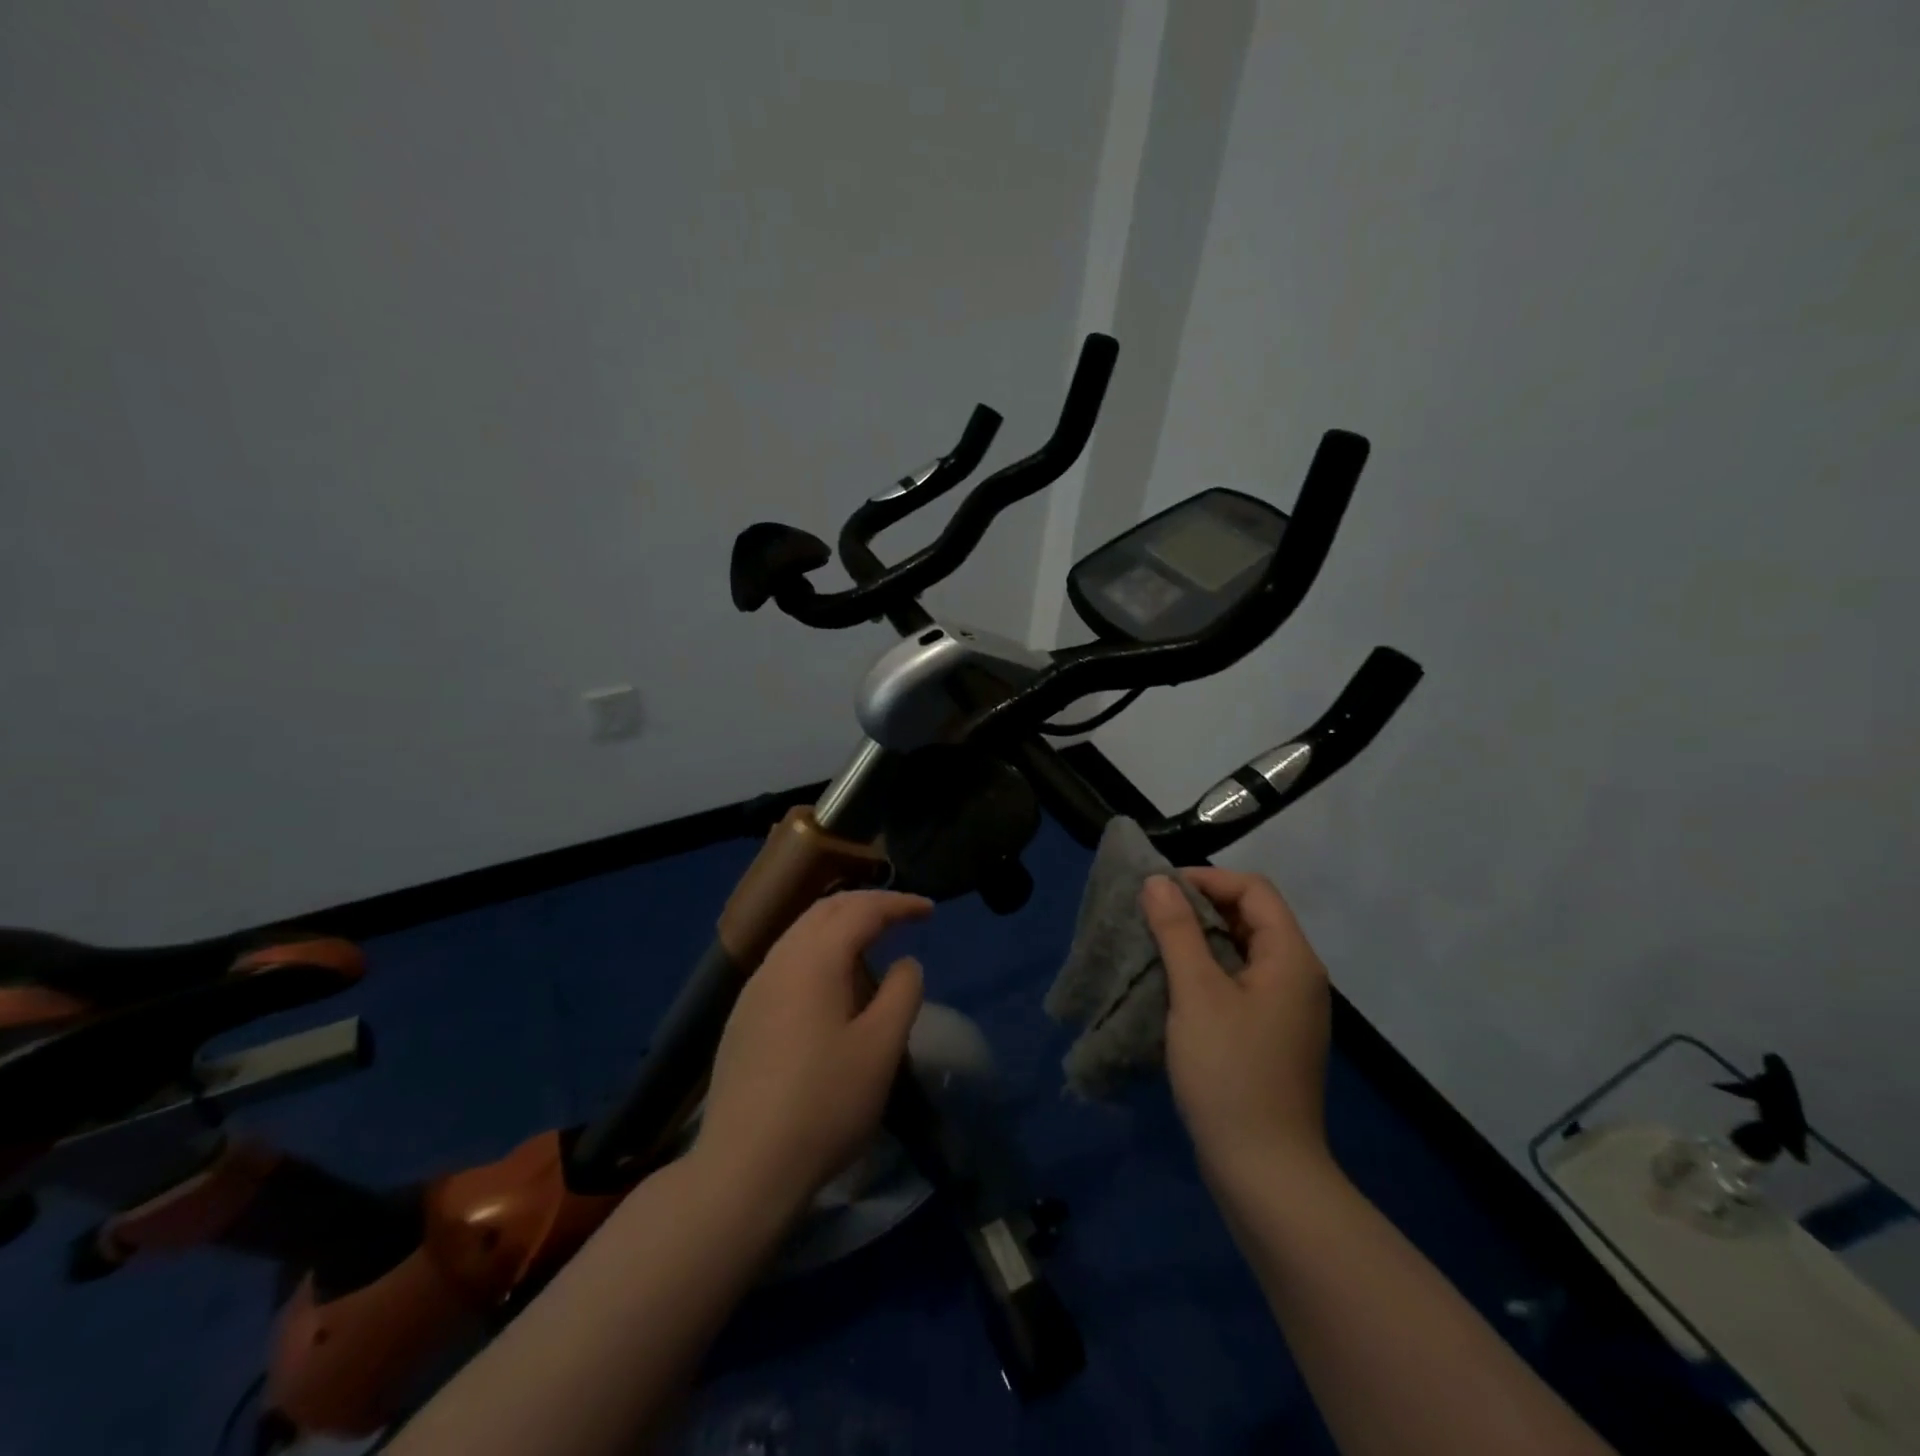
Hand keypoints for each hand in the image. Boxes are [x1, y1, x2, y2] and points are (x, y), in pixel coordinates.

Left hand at [694, 890, 930, 1212]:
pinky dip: (818, 950)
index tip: (930, 910)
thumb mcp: (881, 1048)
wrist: (744, 1168)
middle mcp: (779, 960)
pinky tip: (830, 983)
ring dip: (840, 926)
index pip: (862, 911)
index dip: (899, 904)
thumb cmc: (824, 1104)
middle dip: (867, 905)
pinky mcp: (743, 1016)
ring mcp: (754, 988)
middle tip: (903, 916)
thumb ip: (901, 993)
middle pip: (826, 910)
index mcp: (814, 959)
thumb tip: (904, 963)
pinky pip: (787, 959)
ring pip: (801, 932)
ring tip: (871, 943)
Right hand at [1141, 868, 1331, 1183]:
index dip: (1207, 879)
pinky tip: (1174, 985)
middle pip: (1250, 917)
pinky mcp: (1271, 1035)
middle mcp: (1297, 976)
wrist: (1264, 1171)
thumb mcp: (1197, 993)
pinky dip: (1207, 971)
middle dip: (1199, 907)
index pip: (1253, 890)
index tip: (1159, 890)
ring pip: (1242, 951)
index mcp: (1291, 958)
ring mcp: (1287, 1009)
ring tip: (1155, 944)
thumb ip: (1177, 931)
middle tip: (1151, 915)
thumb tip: (1158, 881)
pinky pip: (1239, 982)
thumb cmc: (1230, 1072)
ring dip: (1199, 940)